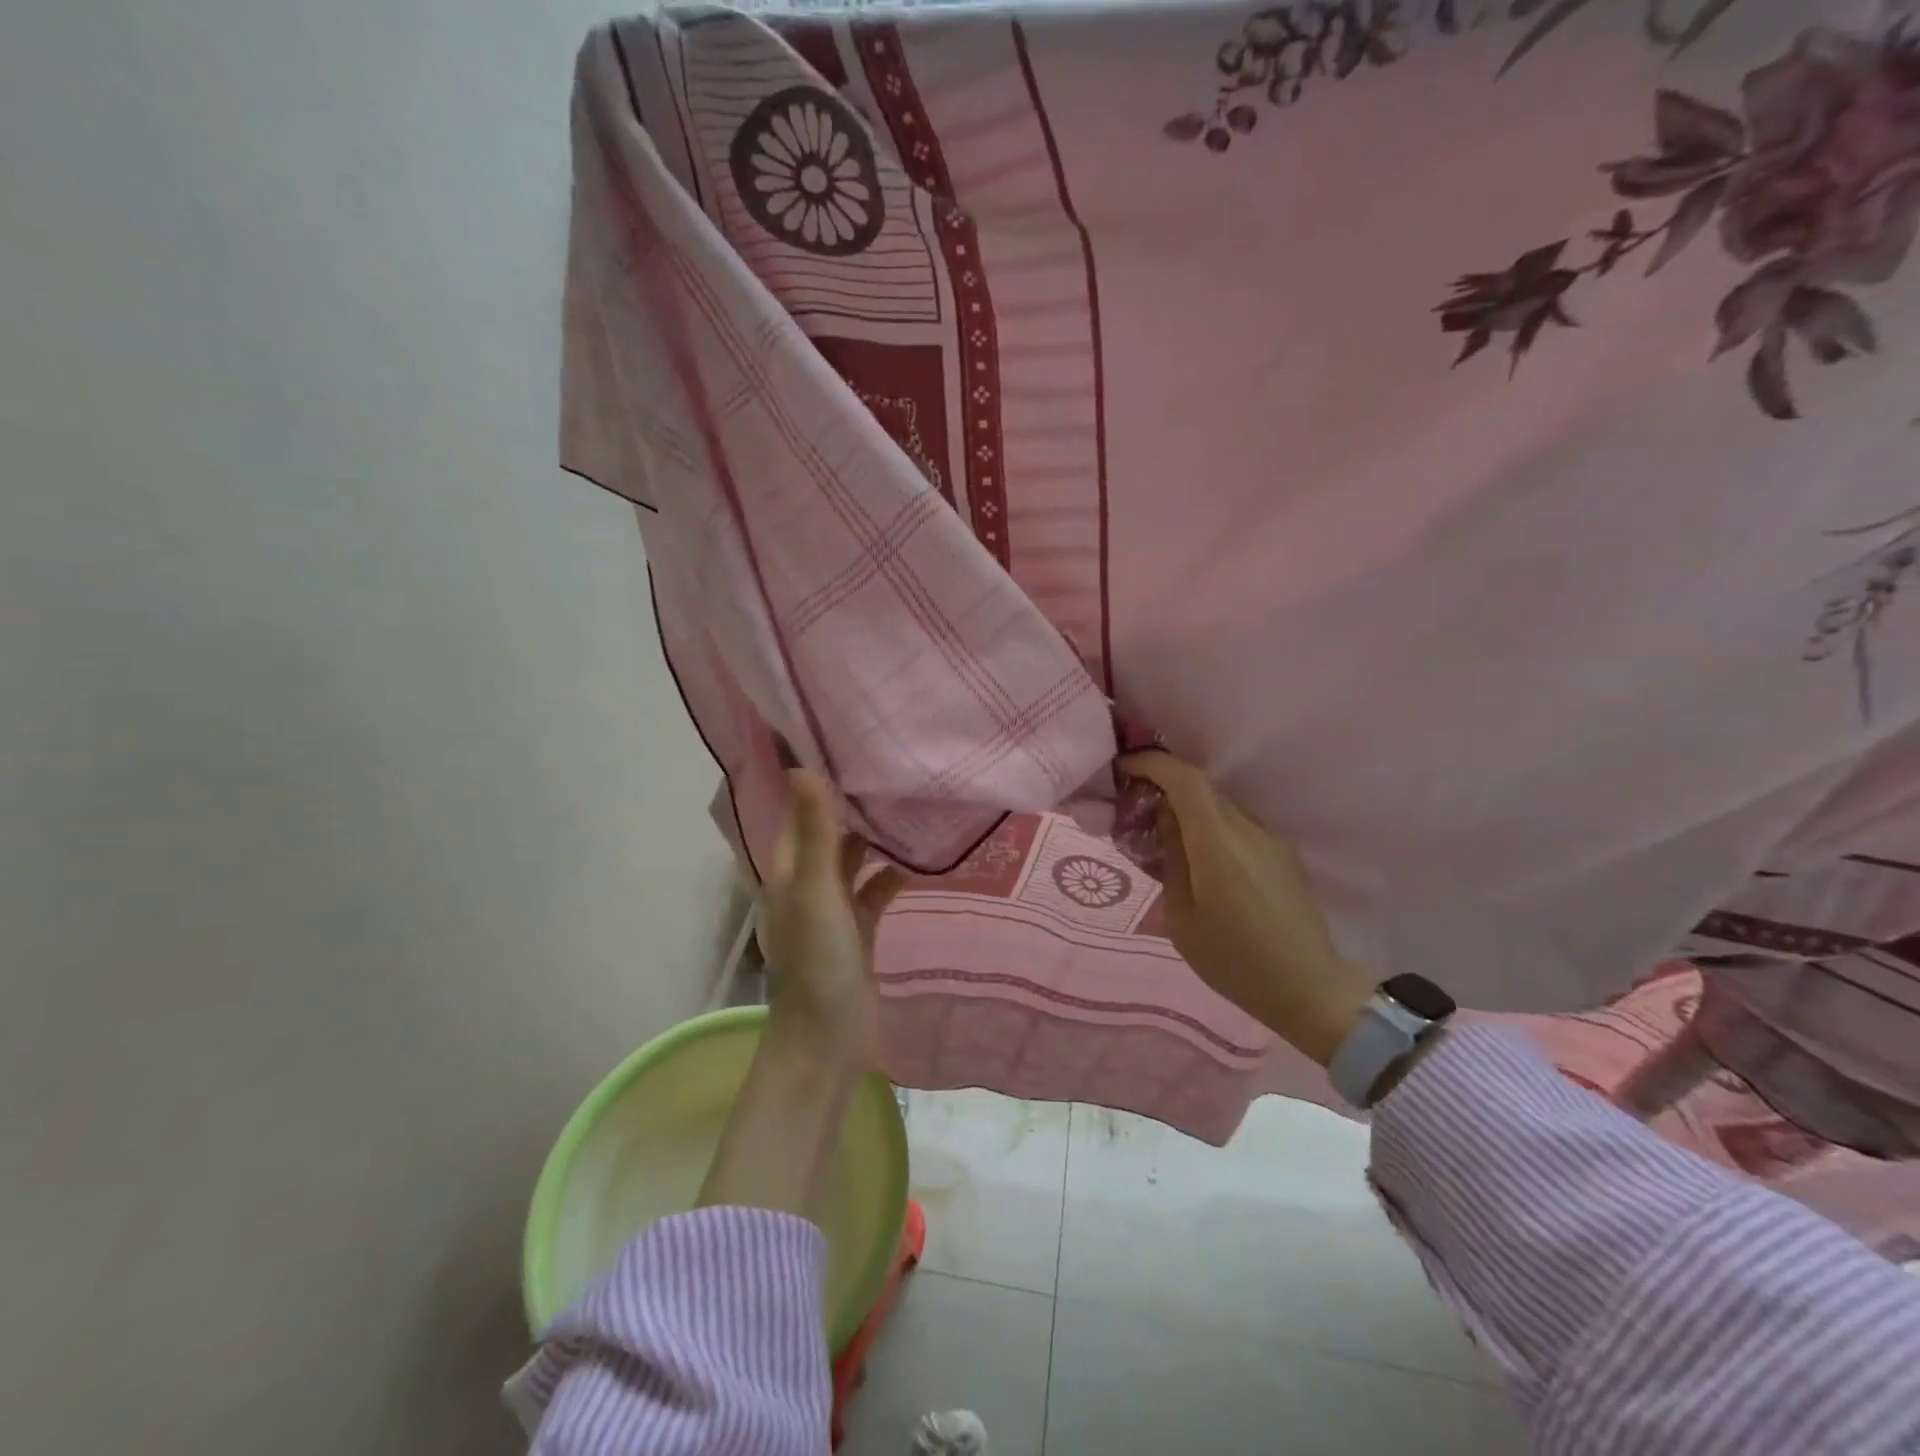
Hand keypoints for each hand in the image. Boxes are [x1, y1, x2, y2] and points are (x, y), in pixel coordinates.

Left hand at [756, 768, 907, 1072]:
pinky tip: (922, 859)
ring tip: (912, 802)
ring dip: (877, 838)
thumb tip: (801, 766)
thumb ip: (814, 832)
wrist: (829, 1039)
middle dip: (854, 803)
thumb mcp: (816, 892)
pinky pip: (877, 890)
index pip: (799, 810)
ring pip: (856, 859)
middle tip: (892, 765)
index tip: (845, 741)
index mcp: (788, 868)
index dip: (816, 778)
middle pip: (830, 831)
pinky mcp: (859, 928)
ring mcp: (834, 906)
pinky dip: (893, 874)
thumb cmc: (817, 962)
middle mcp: (807, 881)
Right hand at [1119, 752, 1373, 1066]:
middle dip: (1165, 785)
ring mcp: (1270, 839)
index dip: (1153, 762)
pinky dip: (1211, 827)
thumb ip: (1171, 858)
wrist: (1309, 988)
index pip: (1185, 779)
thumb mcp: (1182, 917)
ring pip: (1220, 806)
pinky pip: (1238, 825)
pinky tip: (1201, 859)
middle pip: (1201, 788)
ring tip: (1165, 837)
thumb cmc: (1234, 961)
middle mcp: (1247, 829)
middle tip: (1136, 806)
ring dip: (1189, 809)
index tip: (1125, 766)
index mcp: (1217, 844)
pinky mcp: (1283, 853)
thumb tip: (1164, 815)